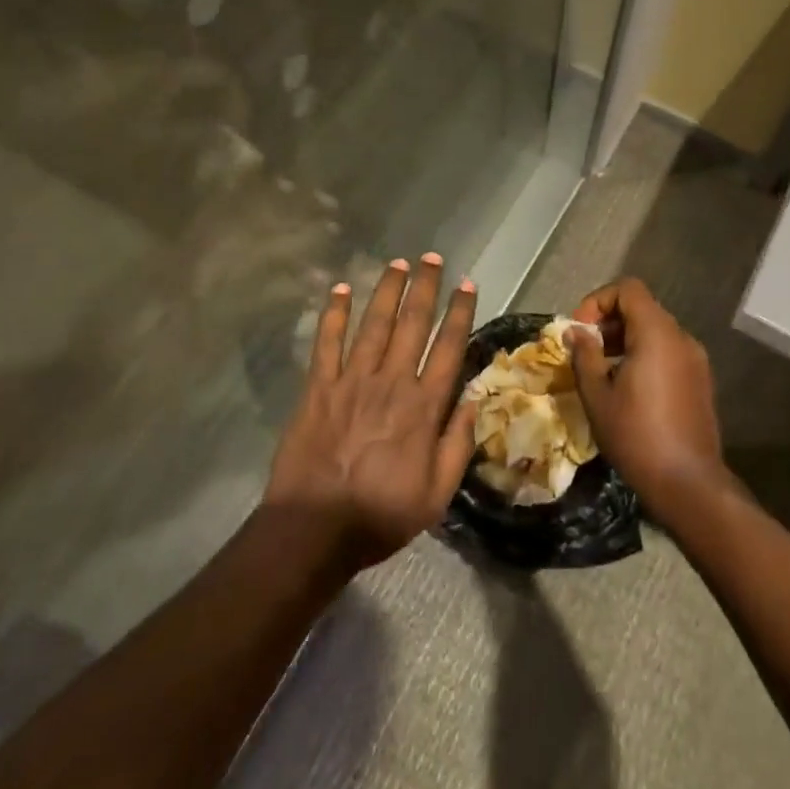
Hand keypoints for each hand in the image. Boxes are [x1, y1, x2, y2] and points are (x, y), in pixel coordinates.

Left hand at [265, 254, 478, 566]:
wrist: (314, 530)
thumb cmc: (381, 515)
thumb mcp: (437, 494)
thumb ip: (458, 443)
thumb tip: (475, 400)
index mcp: (424, 407)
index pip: (449, 348)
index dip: (459, 313)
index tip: (467, 285)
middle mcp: (392, 383)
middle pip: (412, 324)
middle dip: (424, 287)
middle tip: (431, 258)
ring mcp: (352, 381)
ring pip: (374, 324)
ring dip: (386, 290)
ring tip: (397, 262)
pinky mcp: (318, 388)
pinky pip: (327, 344)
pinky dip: (333, 314)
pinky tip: (339, 290)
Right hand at [568, 278, 724, 510]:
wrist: (688, 483)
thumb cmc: (636, 436)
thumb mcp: (597, 396)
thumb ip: (584, 356)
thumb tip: (574, 332)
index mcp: (657, 333)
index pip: (628, 289)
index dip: (598, 301)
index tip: (580, 331)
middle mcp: (681, 338)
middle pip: (642, 308)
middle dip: (609, 322)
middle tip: (586, 352)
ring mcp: (695, 359)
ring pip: (655, 331)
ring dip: (625, 340)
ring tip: (602, 372)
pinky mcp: (700, 380)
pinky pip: (668, 352)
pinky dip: (644, 355)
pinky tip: (628, 389)